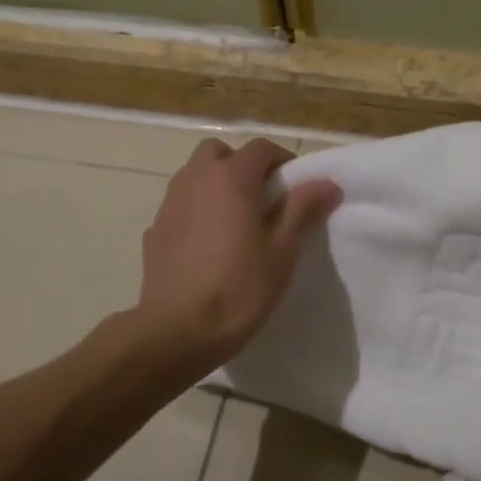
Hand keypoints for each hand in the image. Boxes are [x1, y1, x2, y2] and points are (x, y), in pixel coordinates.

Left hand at [134, 138, 341, 370]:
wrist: (177, 331)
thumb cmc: (239, 288)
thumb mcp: (282, 250)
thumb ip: (302, 208)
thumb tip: (327, 183)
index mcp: (232, 178)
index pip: (261, 148)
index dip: (283, 162)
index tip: (296, 189)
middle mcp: (196, 179)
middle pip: (219, 152)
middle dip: (241, 165)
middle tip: (261, 199)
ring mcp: (169, 203)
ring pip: (194, 175)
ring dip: (215, 184)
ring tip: (234, 221)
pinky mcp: (154, 230)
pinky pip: (180, 205)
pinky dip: (195, 210)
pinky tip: (206, 244)